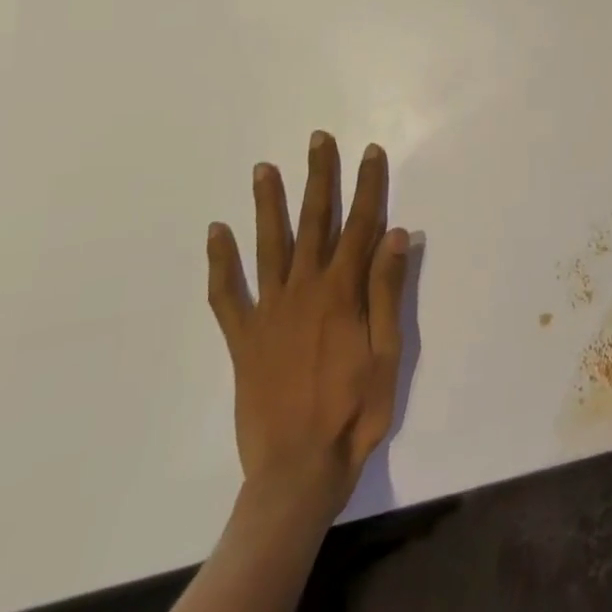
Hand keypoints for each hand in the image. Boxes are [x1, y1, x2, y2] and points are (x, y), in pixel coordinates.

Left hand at [206, 133, 409, 521]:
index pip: (360, 225)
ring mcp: (268, 312)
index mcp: (342, 293)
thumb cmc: (354, 412)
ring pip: (269, 246)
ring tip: (263, 169)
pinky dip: (221, 262)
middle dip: (319, 177)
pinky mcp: (242, 338)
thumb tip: (395, 234)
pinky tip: (217, 232)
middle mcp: (303, 290)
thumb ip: (387, 291)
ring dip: (268, 204)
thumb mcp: (387, 353)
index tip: (371, 152)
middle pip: (314, 222)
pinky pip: (227, 294)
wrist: (296, 471)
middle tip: (318, 140)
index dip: (368, 186)